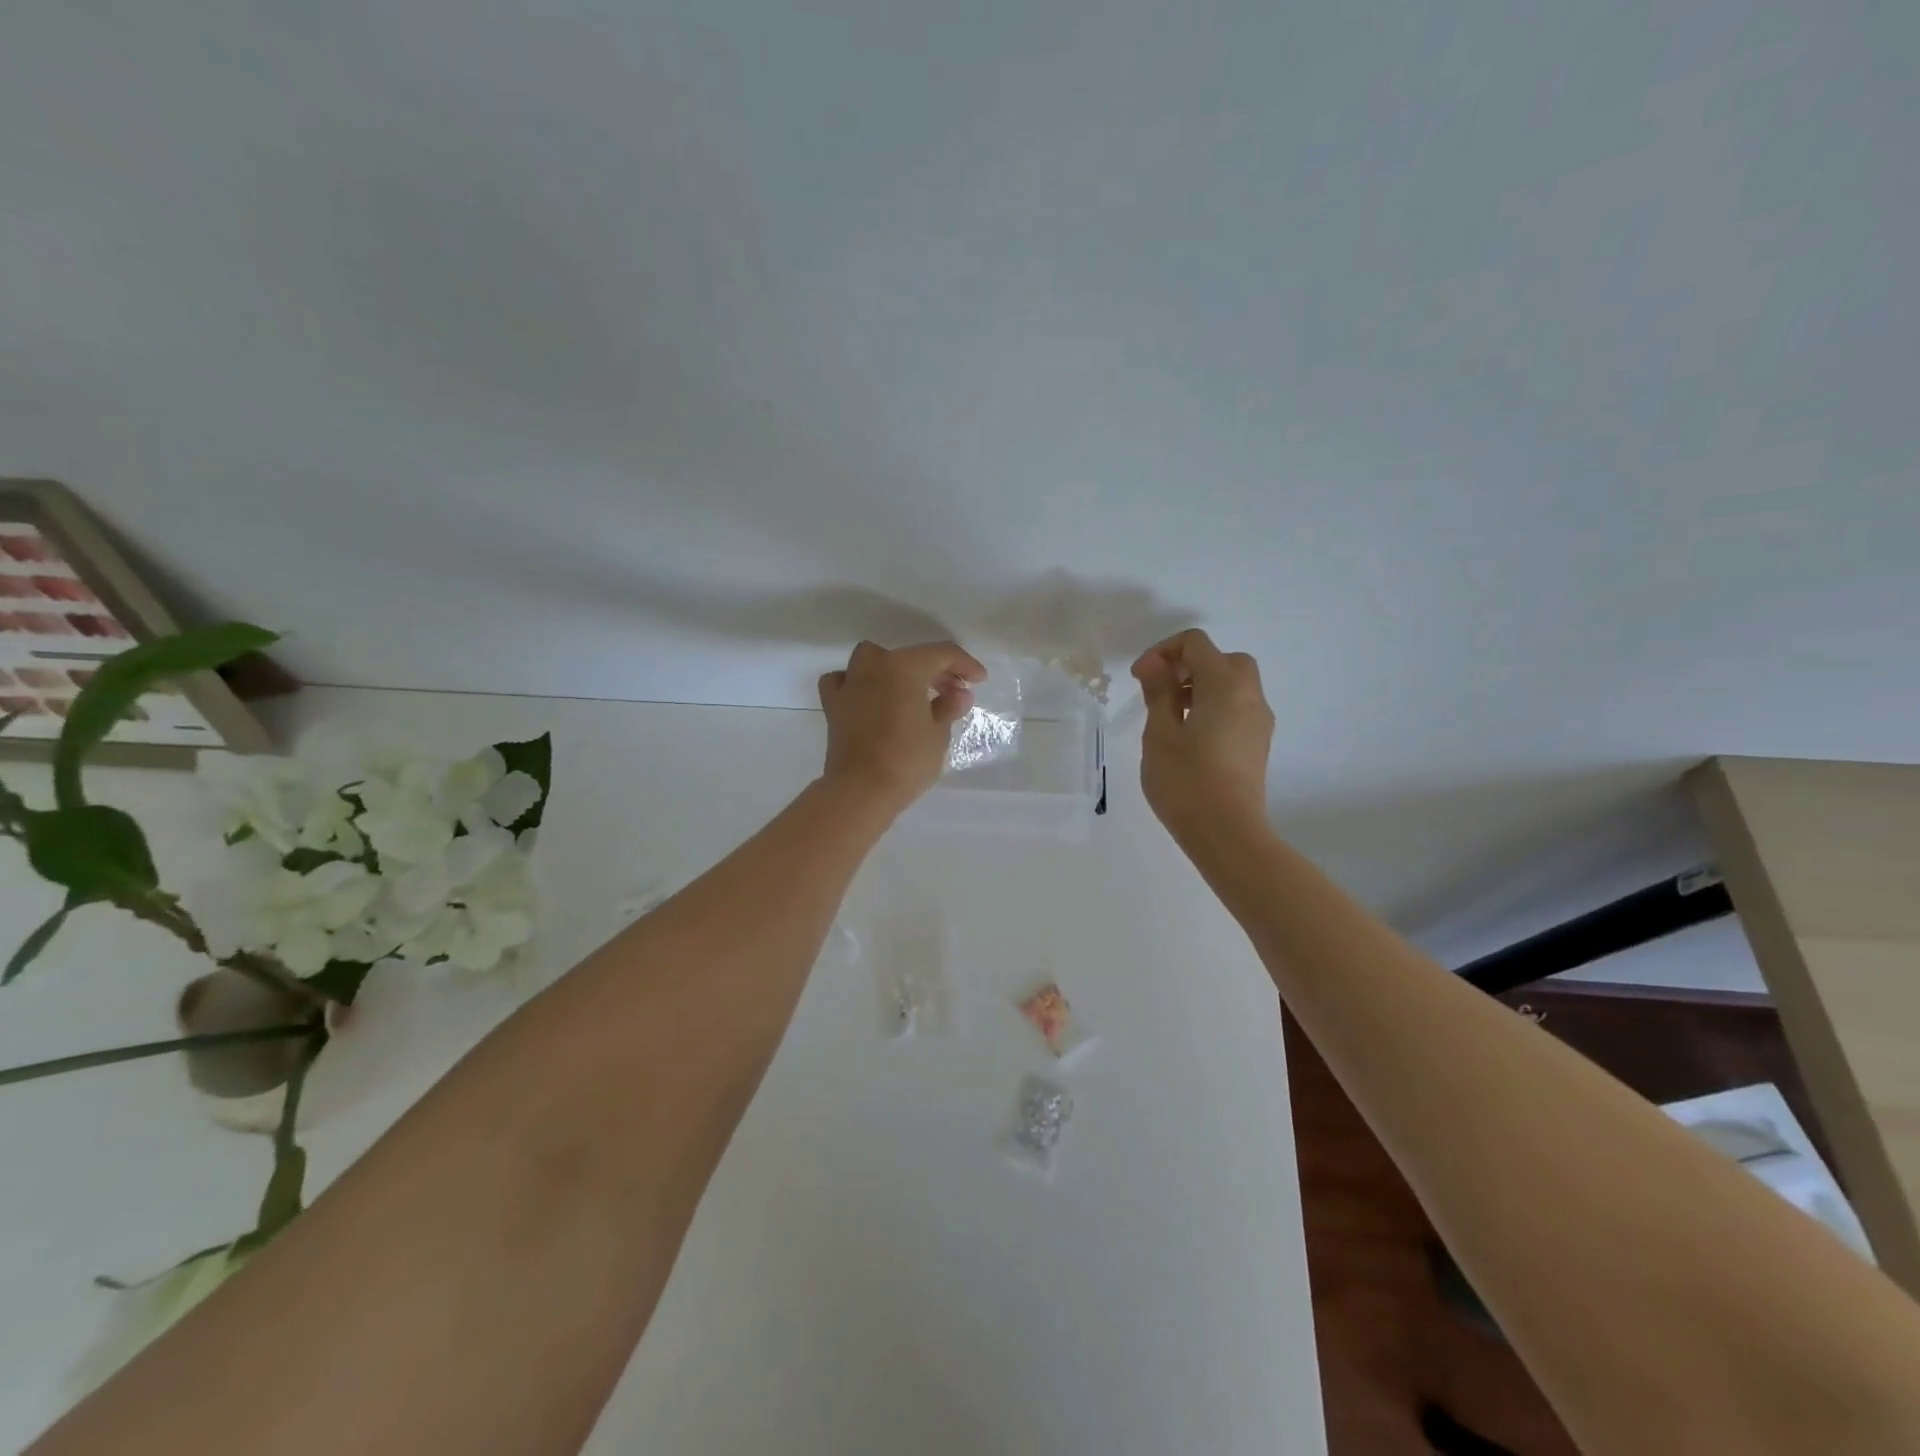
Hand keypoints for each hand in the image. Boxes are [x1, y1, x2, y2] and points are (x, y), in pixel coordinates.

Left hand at [818, 641, 987, 813]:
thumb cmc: (907, 759)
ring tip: (911, 691)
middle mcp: (874, 666)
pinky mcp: (833, 706)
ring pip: (873, 659)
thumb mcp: (938, 734)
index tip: (979, 680)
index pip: (942, 654)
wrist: (861, 790)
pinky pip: (843, 681)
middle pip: (910, 656)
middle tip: (954, 691)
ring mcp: (850, 684)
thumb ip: (948, 707)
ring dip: (894, 668)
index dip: (965, 664)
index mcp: (905, 667)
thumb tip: (958, 694)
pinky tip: (868, 697)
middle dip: (935, 670)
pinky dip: (857, 684)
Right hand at [1131, 629, 1273, 839]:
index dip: (1163, 652)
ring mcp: (1259, 721)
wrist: (1227, 833)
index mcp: (1225, 686)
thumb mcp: (1160, 734)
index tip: (1140, 678)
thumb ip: (1159, 693)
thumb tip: (1154, 665)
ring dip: (1203, 685)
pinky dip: (1215, 705)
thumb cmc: (1186, 782)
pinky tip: (1191, 735)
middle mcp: (1250, 696)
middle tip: (1162, 690)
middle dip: (1189, 665)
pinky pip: (1238, 707)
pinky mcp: (1258, 743)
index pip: (1196, 644)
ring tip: (1172, 715)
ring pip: (1234, 683)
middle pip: (1224, 659)